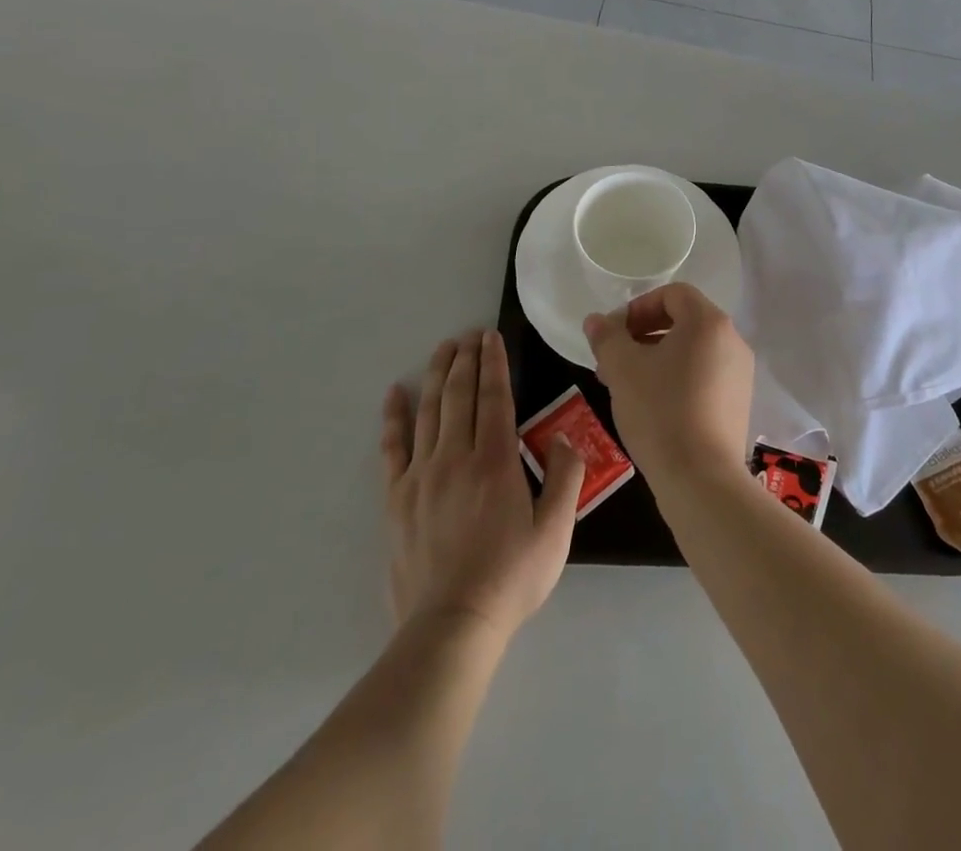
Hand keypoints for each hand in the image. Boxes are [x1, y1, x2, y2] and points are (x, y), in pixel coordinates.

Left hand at [381, 330, 583, 640]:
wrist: (452, 625)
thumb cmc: (511, 577)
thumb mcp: (556, 530)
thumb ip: (566, 478)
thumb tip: (567, 439)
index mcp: (495, 461)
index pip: (495, 398)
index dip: (494, 363)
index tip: (491, 337)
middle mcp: (455, 457)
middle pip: (459, 396)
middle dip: (465, 360)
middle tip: (468, 334)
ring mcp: (421, 476)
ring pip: (429, 412)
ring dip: (437, 376)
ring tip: (442, 349)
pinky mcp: (397, 498)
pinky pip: (393, 448)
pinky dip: (394, 417)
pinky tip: (396, 394)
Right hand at [584, 283, 754, 490]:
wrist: (702, 480)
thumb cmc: (660, 412)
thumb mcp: (622, 369)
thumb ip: (607, 338)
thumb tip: (596, 321)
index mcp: (708, 322)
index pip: (673, 294)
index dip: (639, 307)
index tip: (615, 335)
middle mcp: (732, 340)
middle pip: (684, 321)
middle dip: (644, 335)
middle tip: (614, 361)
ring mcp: (740, 373)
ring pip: (692, 351)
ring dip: (658, 358)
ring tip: (628, 386)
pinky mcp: (739, 403)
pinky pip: (705, 375)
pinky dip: (678, 379)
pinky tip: (654, 407)